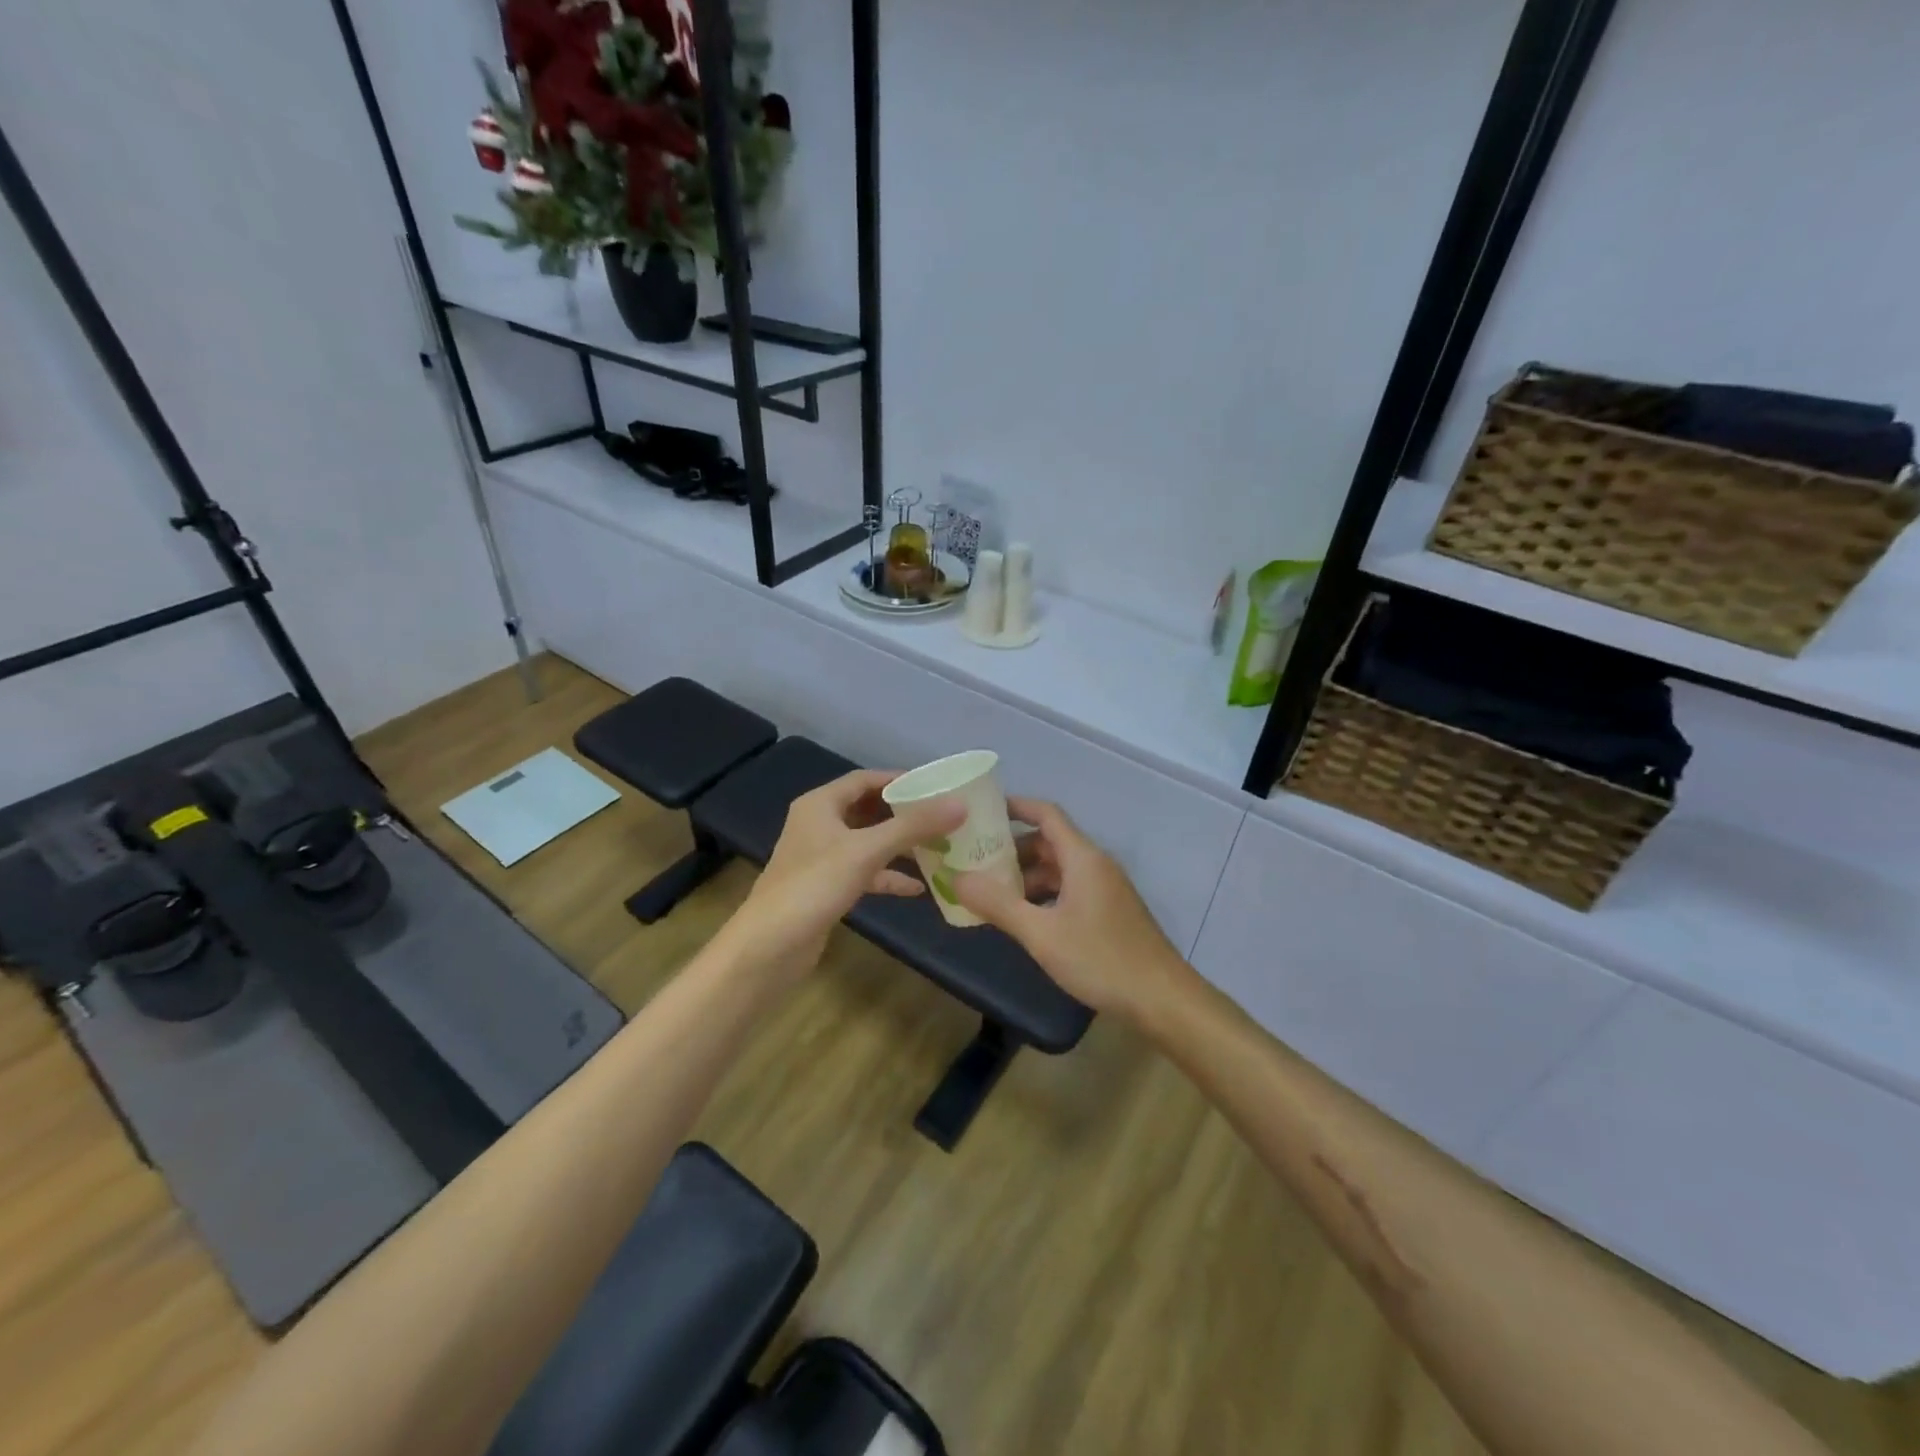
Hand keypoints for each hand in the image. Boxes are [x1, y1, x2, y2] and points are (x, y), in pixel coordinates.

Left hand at [726, 769, 964, 978]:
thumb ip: (913, 827)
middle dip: (903, 813)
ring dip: (899, 845)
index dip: (899, 780)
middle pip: (867, 809)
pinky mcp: (826, 887)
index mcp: (820, 804)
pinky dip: (888, 876)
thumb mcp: (867, 850)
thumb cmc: (815, 886)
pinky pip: (864, 872)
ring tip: (937, 847)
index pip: (864, 779)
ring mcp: (821, 858)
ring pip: (867, 842)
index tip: (935, 786)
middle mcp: (818, 824)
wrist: (770, 947)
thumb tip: (960, 805)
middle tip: (942, 815)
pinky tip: (917, 888)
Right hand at [954, 798, 1187, 1021]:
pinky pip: (1070, 890)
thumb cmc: (1100, 959)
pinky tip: (1025, 919)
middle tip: (975, 861)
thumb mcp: (1041, 934)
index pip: (1046, 814)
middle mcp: (1096, 865)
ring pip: (1059, 869)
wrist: (1161, 998)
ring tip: (992, 894)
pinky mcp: (1110, 912)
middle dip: (1012, 849)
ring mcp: (1105, 889)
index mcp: (1082, 858)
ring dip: (1027, 876)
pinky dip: (1044, 895)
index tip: (981, 812)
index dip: (1015, 807)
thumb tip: (957, 878)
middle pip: (1049, 842)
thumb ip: (998, 905)